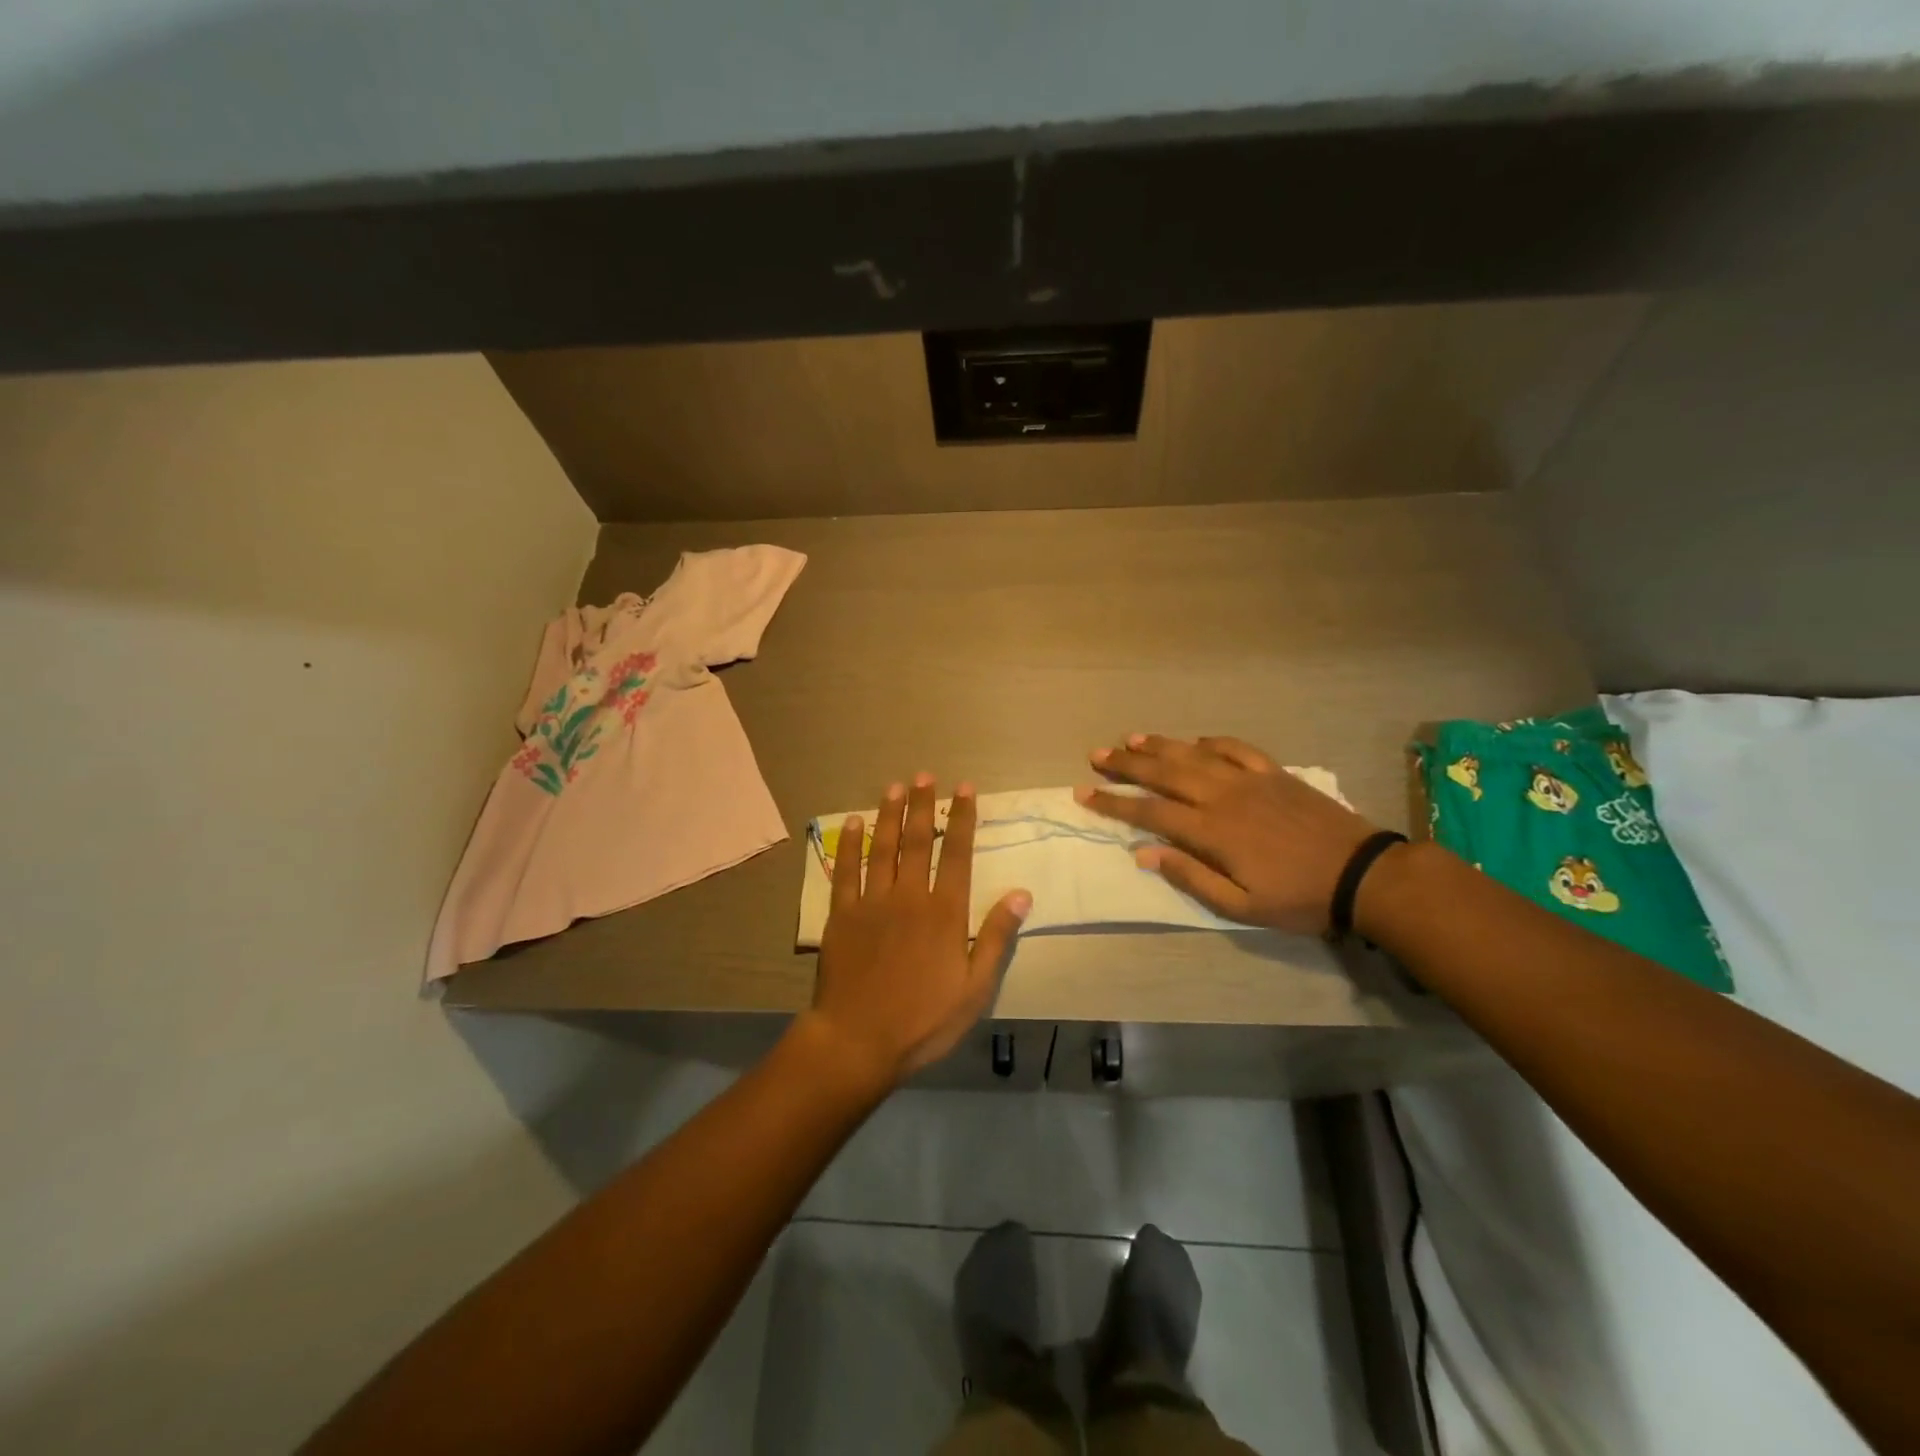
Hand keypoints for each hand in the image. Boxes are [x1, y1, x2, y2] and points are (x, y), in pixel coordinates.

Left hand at [804, 774, 1031, 1088]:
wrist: (858, 1040)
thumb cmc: (923, 1020)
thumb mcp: (975, 988)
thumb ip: (995, 937)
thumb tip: (1021, 893)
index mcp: (945, 912)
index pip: (958, 854)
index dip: (963, 819)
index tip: (965, 789)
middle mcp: (909, 896)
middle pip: (919, 841)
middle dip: (925, 806)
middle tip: (926, 775)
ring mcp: (872, 902)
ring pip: (883, 847)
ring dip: (890, 814)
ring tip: (895, 786)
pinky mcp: (842, 914)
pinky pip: (846, 870)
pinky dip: (850, 844)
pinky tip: (852, 823)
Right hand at [1077, 734, 1379, 935]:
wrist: (1362, 874)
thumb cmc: (1299, 897)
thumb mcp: (1241, 906)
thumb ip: (1191, 877)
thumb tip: (1144, 852)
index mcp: (1212, 831)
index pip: (1150, 811)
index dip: (1114, 802)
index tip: (1084, 793)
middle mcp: (1223, 796)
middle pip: (1165, 773)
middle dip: (1126, 765)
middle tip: (1096, 755)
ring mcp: (1250, 780)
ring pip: (1194, 755)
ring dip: (1160, 746)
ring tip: (1130, 739)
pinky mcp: (1274, 773)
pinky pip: (1236, 748)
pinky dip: (1212, 741)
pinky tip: (1195, 740)